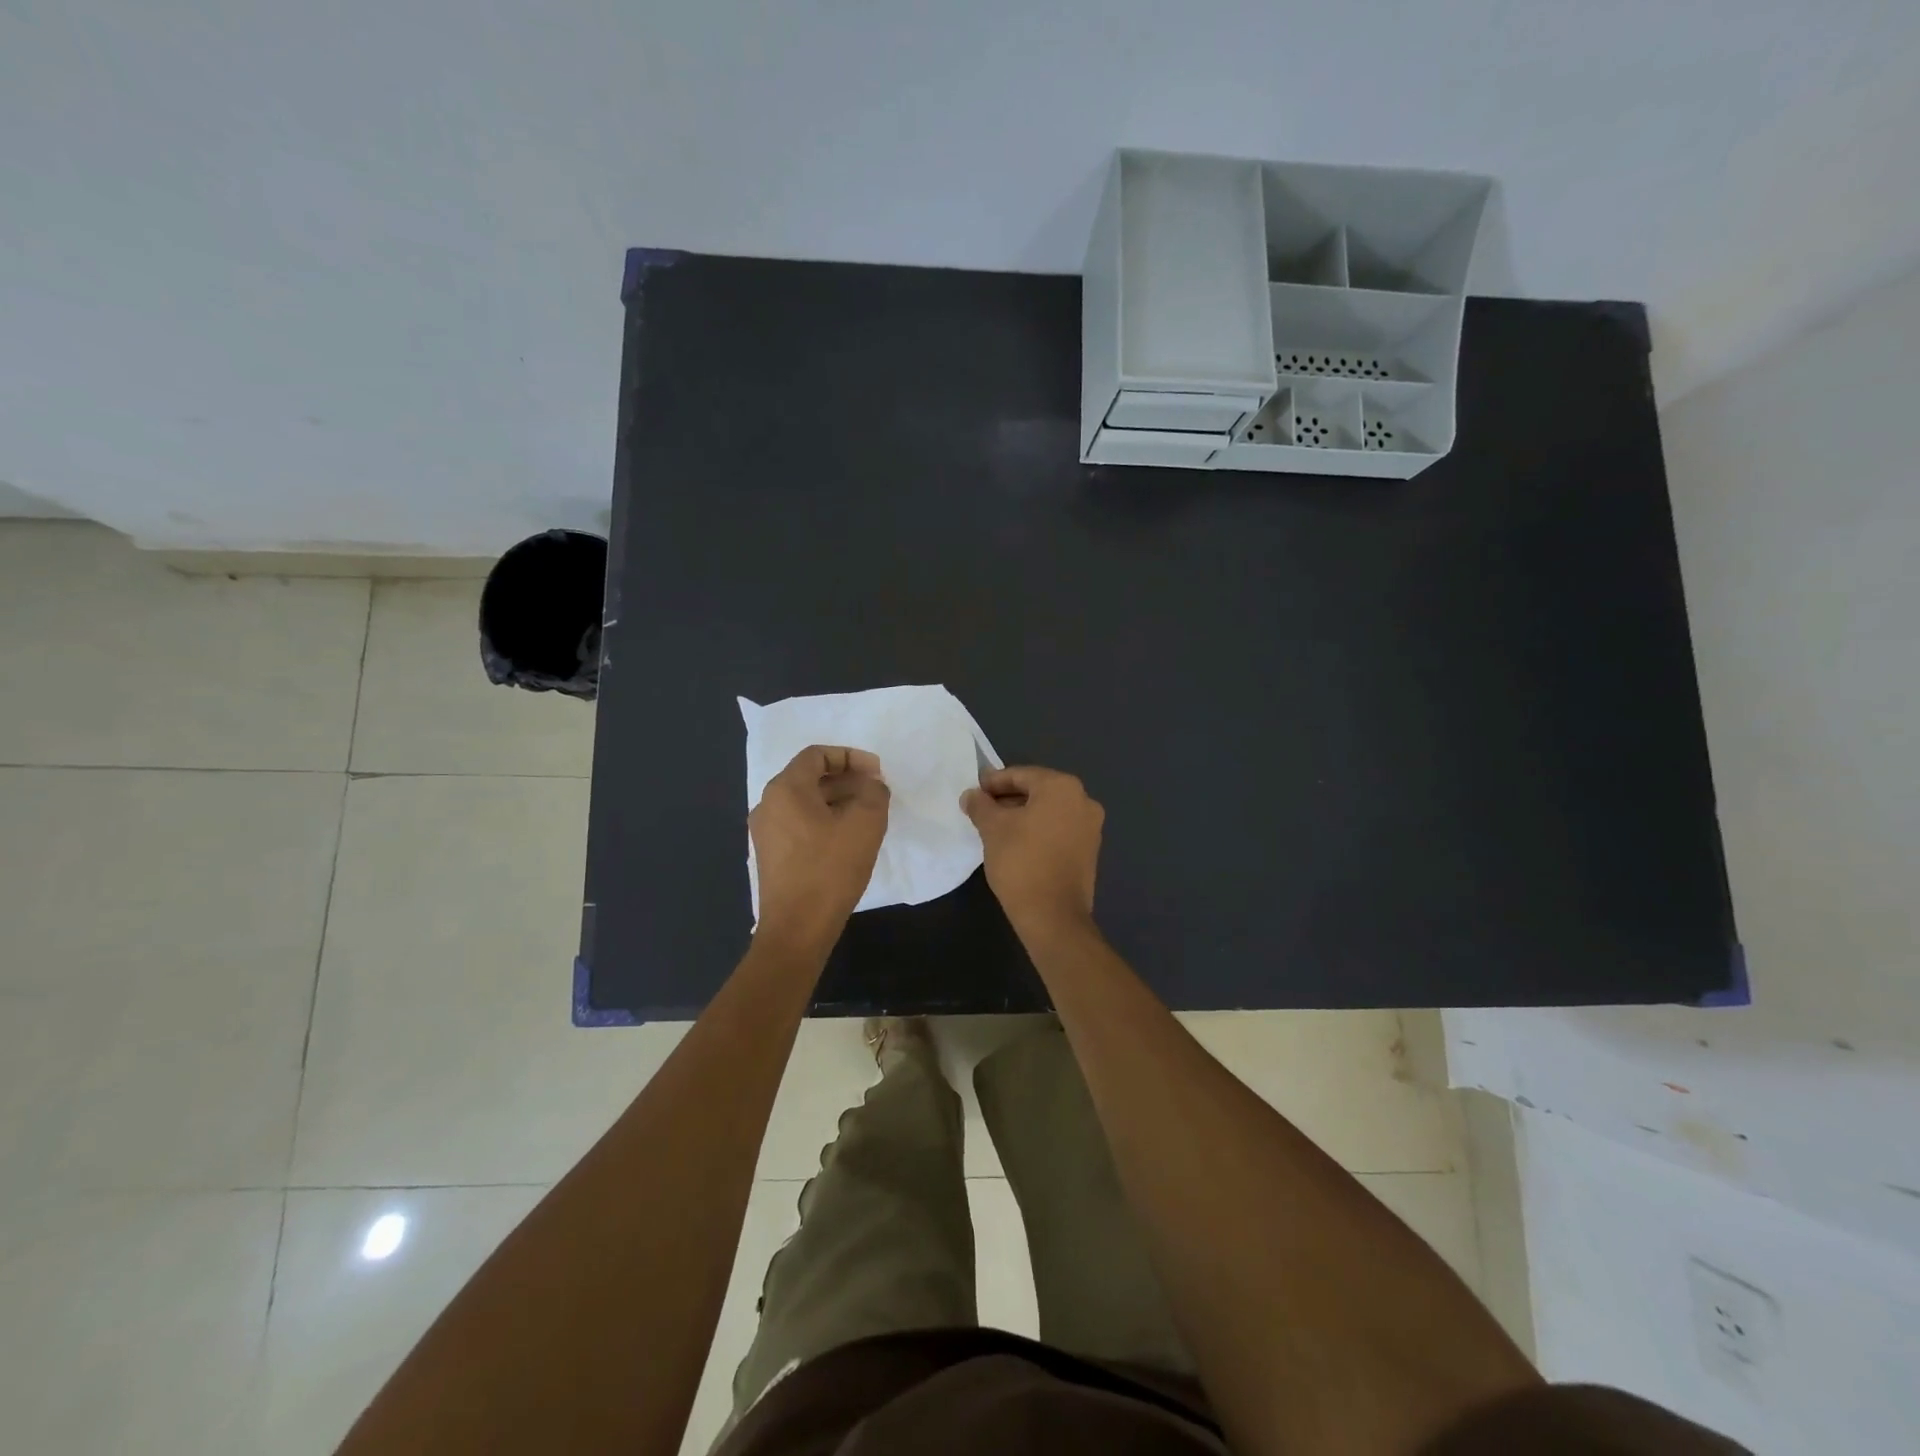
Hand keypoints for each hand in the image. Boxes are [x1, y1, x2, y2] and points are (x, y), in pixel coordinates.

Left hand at [750, 746, 890, 954]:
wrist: (796, 929)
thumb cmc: (830, 870)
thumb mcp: (865, 824)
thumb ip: (874, 793)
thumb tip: (872, 785)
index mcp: (785, 789)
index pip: (817, 754)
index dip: (850, 756)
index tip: (877, 772)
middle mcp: (768, 804)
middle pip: (809, 776)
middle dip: (846, 778)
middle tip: (876, 790)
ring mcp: (766, 832)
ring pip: (805, 802)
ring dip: (837, 800)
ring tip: (867, 813)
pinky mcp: (771, 856)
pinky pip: (800, 824)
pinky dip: (825, 820)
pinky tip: (848, 838)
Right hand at [961, 766, 1103, 935]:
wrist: (1053, 916)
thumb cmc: (1021, 861)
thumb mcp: (992, 828)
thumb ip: (980, 805)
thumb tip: (971, 795)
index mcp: (1063, 787)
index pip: (1021, 775)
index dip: (993, 782)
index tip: (973, 792)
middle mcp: (1083, 801)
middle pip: (1037, 791)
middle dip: (1007, 799)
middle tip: (981, 809)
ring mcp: (1090, 828)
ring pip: (1048, 812)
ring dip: (1022, 815)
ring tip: (994, 828)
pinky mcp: (1089, 851)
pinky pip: (1058, 830)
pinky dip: (1037, 831)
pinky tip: (1016, 844)